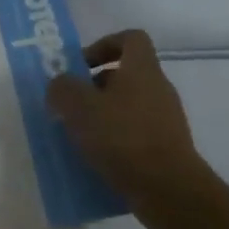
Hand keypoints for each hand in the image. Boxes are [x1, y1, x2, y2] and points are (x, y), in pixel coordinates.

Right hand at [46, 29, 216, 228]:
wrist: (169, 190)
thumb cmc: (124, 138)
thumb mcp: (80, 108)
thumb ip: (63, 89)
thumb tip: (59, 85)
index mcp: (142, 69)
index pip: (130, 38)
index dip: (104, 44)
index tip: (81, 65)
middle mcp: (158, 88)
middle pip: (126, 75)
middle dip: (95, 87)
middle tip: (71, 105)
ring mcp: (166, 120)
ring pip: (128, 107)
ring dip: (103, 117)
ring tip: (78, 137)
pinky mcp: (167, 149)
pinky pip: (135, 136)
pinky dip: (115, 143)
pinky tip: (96, 160)